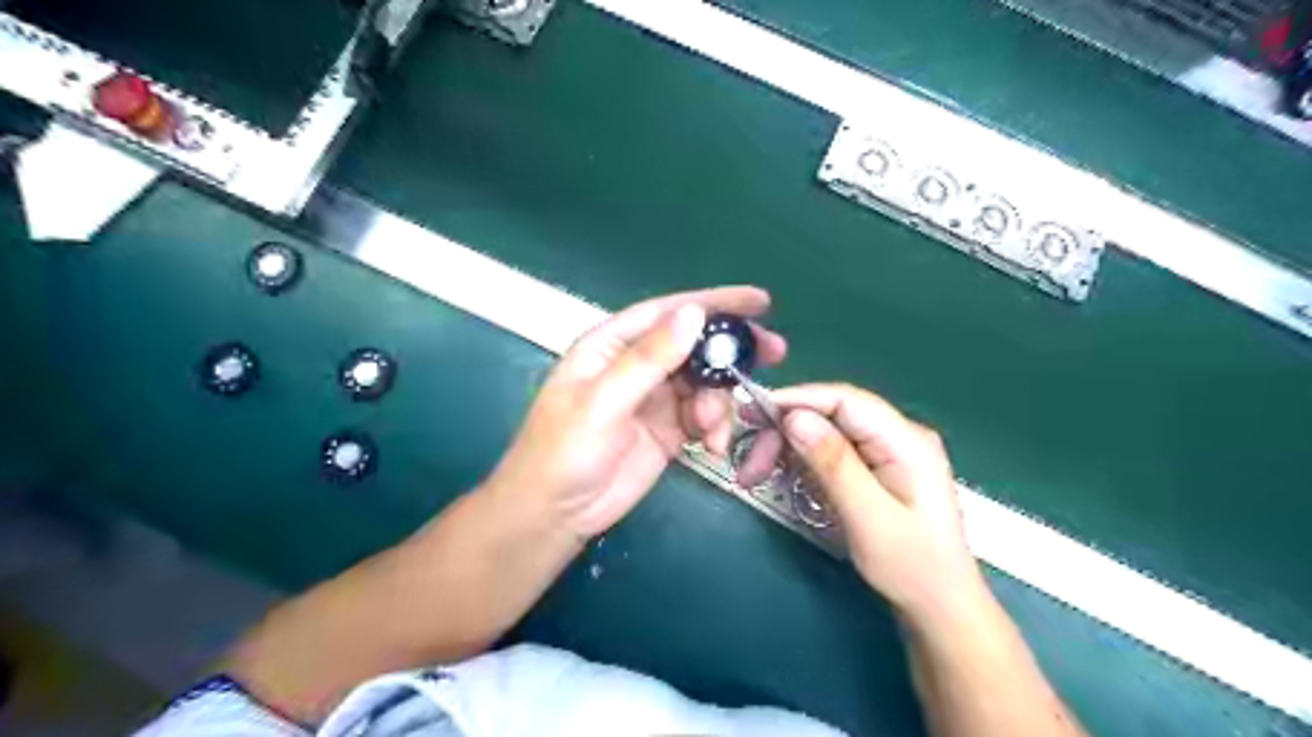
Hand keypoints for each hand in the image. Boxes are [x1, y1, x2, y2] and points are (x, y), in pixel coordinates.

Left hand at [484, 289, 781, 539]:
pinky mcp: (669, 430)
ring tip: (712, 429)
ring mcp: (655, 399)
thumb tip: (694, 314)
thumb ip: (650, 359)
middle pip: (694, 345)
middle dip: (731, 349)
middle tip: (774, 353)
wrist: (556, 515)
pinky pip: (704, 416)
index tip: (759, 301)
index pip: (667, 313)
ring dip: (719, 401)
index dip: (713, 302)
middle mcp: (636, 365)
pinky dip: (716, 427)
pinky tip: (713, 446)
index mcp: (612, 345)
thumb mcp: (604, 402)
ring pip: (705, 383)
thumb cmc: (565, 452)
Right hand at [771, 385, 983, 620]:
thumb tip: (795, 417)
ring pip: (824, 434)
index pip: (844, 400)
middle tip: (749, 465)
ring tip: (754, 475)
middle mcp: (896, 437)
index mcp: (905, 440)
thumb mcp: (869, 517)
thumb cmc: (911, 567)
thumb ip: (833, 463)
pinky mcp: (873, 470)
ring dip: (787, 449)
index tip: (754, 411)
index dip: (797, 400)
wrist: (940, 609)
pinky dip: (800, 462)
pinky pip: (829, 453)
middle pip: (830, 416)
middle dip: (785, 433)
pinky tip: (781, 477)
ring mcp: (885, 453)